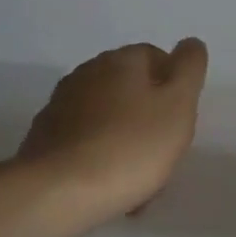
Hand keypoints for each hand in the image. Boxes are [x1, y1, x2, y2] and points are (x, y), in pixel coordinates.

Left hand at [19, 39, 208, 214]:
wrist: (60, 192)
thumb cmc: (131, 146)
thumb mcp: (178, 104)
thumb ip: (189, 69)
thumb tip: (190, 44)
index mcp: (121, 60)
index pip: (155, 56)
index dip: (173, 84)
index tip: (181, 116)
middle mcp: (87, 73)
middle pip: (130, 87)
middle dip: (149, 112)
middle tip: (164, 148)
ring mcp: (61, 105)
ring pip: (108, 115)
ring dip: (125, 135)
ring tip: (138, 174)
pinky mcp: (45, 138)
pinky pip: (85, 140)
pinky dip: (100, 154)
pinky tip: (109, 182)